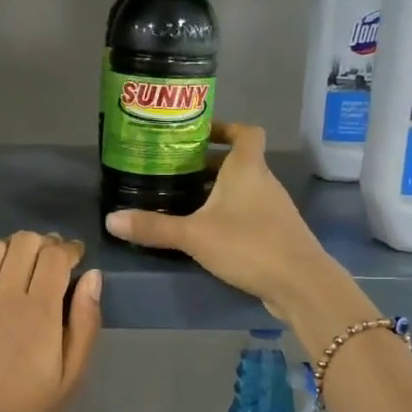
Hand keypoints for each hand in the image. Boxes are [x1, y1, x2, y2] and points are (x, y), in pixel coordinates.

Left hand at [0, 232, 103, 411]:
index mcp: (40, 312)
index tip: (75, 258)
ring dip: (10, 248)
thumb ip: (85, 324)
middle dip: (43, 245)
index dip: (69, 249)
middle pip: (24, 243)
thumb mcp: (71, 379)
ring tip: (16, 267)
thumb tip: (93, 277)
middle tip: (49, 263)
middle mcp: (3, 296)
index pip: (56, 256)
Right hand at [103, 122, 342, 318]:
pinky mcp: (278, 233)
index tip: (199, 135)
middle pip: (239, 162)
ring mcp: (275, 209)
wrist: (300, 283)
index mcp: (247, 168)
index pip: (245, 132)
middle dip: (209, 165)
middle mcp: (264, 182)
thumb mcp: (194, 235)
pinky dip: (230, 215)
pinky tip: (208, 234)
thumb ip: (153, 228)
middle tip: (176, 172)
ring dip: (219, 192)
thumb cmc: (248, 244)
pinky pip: (250, 213)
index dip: (225, 128)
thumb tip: (111, 219)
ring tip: (185, 202)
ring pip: (244, 189)